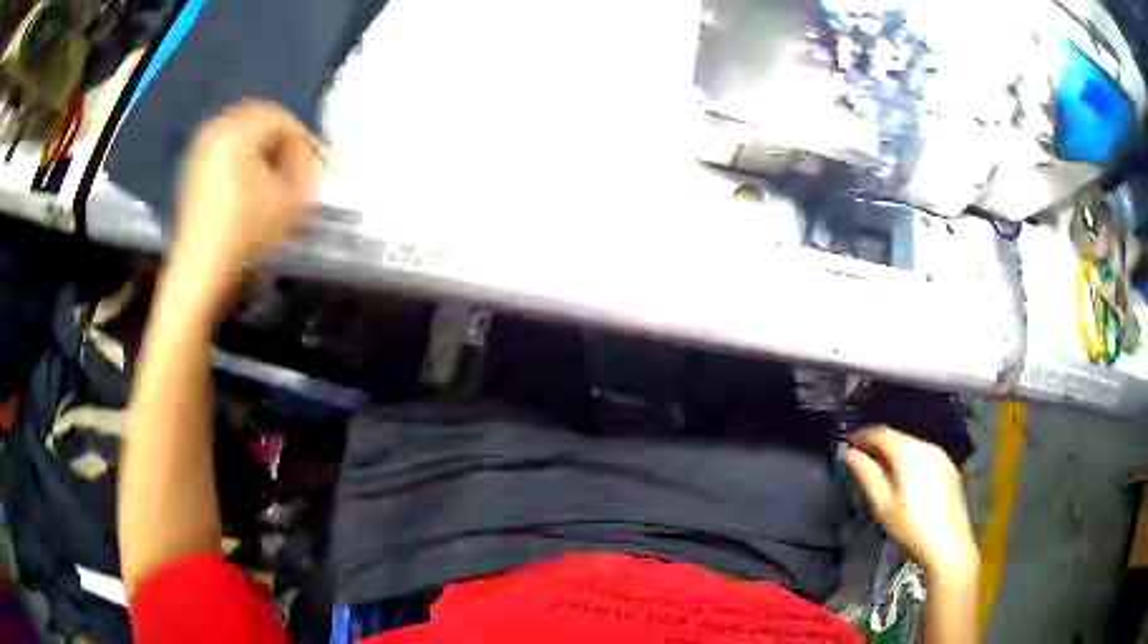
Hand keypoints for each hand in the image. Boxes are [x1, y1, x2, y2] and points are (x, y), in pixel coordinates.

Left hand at [169, 100, 322, 301]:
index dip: (303, 139)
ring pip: (241, 128)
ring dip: (262, 143)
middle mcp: (216, 131)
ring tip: (274, 170)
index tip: (317, 160)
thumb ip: (306, 169)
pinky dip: (241, 152)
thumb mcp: (287, 202)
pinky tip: (250, 177)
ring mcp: (201, 148)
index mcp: (238, 133)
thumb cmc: (245, 235)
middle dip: (282, 137)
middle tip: (297, 161)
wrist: (201, 271)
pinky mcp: (193, 166)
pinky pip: (224, 143)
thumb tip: (314, 154)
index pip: (282, 120)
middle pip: (260, 117)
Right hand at [845, 426, 977, 576]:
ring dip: (895, 454)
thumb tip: (850, 453)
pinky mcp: (950, 468)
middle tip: (863, 459)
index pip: (882, 433)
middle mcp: (927, 446)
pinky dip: (911, 462)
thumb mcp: (883, 504)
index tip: (849, 443)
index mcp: (909, 453)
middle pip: (899, 438)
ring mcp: (941, 456)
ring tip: (882, 471)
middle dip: (879, 445)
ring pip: (913, 447)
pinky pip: (925, 457)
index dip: (864, 435)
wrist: (948, 544)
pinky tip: (906, 480)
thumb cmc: (910, 526)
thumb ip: (867, 475)